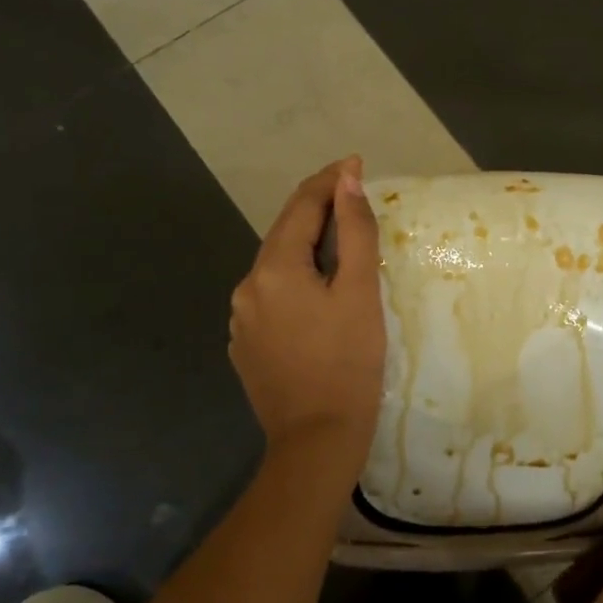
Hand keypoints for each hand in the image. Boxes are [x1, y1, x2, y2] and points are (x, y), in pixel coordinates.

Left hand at [229, 157, 385, 469]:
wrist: (317, 438)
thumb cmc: (349, 362)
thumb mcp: (360, 291)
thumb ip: (354, 231)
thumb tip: (347, 180)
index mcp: (274, 269)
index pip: (301, 207)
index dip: (329, 182)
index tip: (355, 163)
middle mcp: (247, 287)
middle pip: (284, 234)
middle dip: (317, 210)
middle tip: (351, 195)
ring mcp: (241, 319)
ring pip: (277, 266)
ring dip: (305, 247)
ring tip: (339, 242)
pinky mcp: (246, 345)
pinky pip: (272, 297)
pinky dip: (295, 281)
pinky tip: (317, 294)